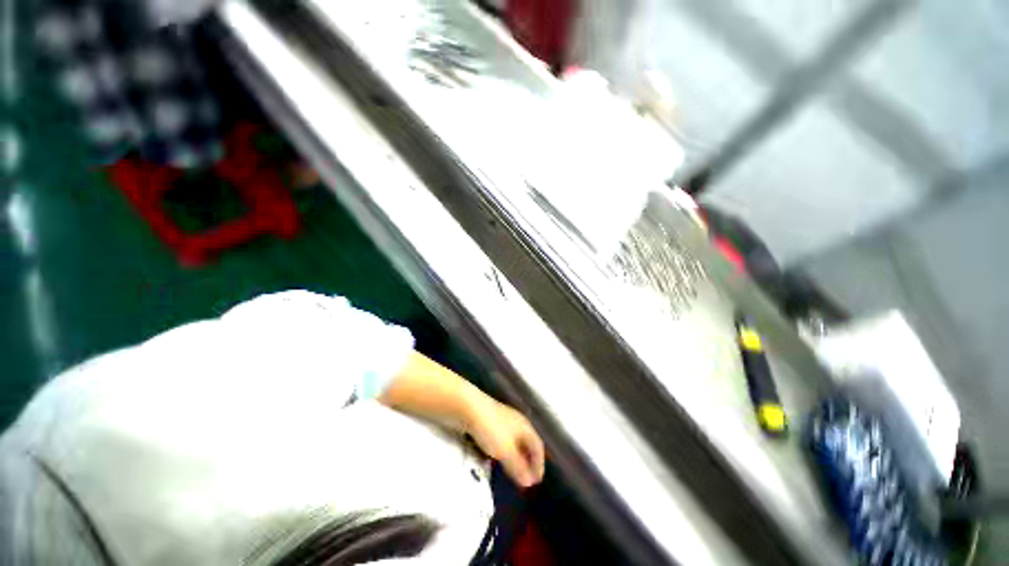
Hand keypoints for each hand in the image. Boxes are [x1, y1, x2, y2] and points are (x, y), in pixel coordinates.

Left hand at [467, 399, 545, 487]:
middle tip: (524, 479)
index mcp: (525, 427)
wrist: (468, 407)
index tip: (536, 482)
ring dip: (515, 457)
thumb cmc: (491, 428)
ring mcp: (502, 420)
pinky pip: (501, 440)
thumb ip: (518, 467)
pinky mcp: (489, 421)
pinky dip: (503, 452)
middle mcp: (517, 422)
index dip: (539, 464)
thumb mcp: (506, 451)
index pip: (538, 446)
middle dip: (527, 461)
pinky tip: (496, 458)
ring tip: (511, 472)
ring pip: (514, 441)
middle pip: (526, 443)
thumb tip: (529, 483)